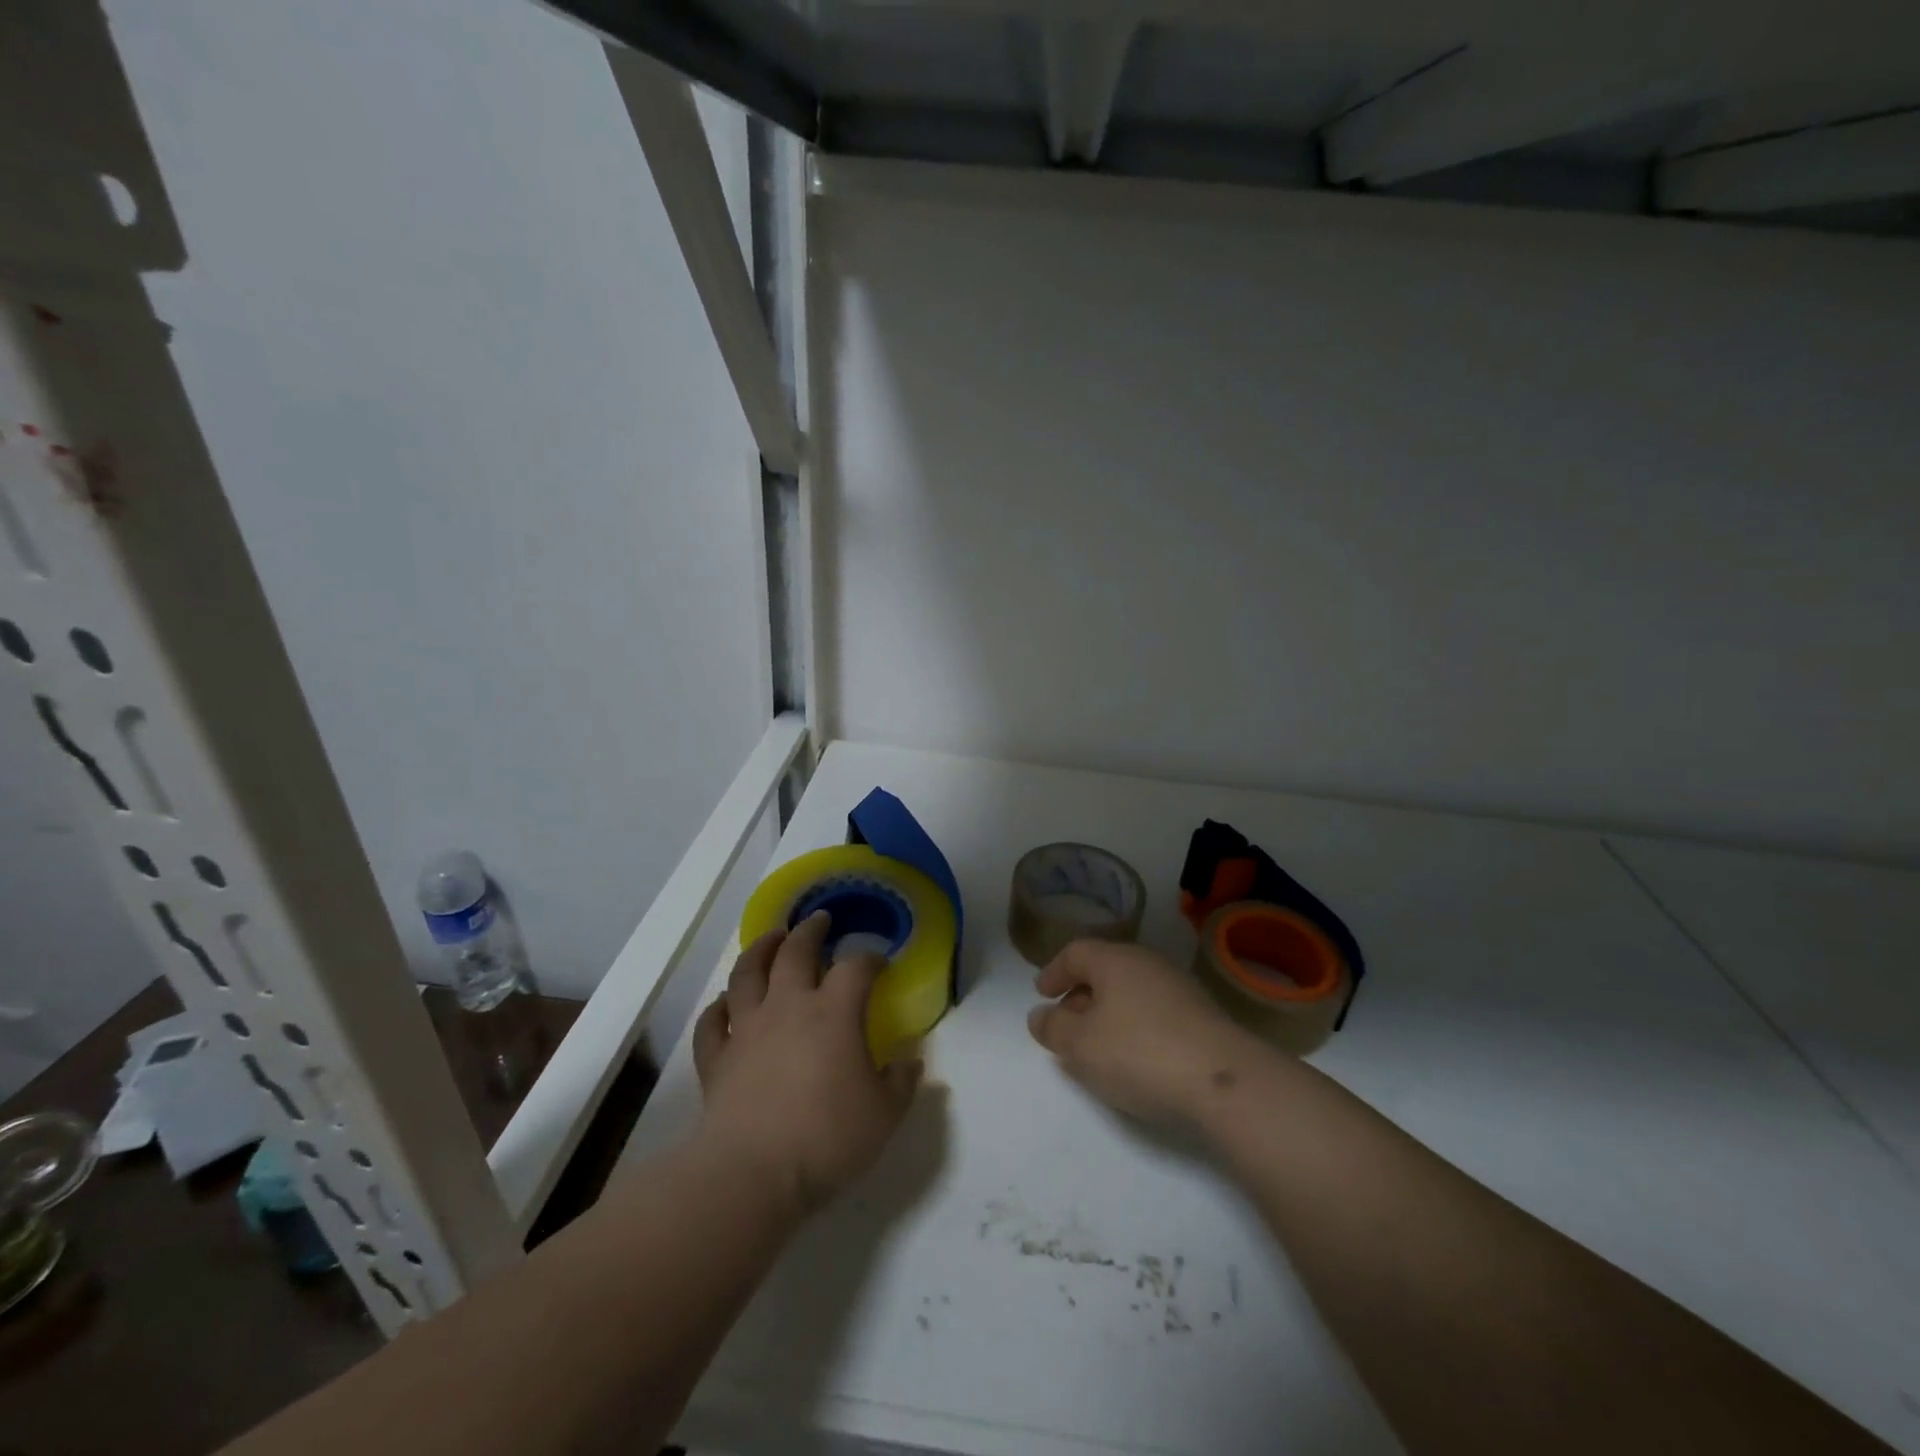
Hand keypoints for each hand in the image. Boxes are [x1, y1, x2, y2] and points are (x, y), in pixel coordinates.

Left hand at [693, 911, 921, 1216]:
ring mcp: (747, 1028)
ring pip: (747, 973)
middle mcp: (788, 1007)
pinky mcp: (717, 1057)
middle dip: (810, 931)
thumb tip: (910, 1062)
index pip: (856, 968)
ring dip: (759, 949)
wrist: (751, 1174)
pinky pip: (712, 1021)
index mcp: (834, 1013)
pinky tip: (725, 1002)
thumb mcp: (884, 1115)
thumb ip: (901, 1083)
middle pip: (796, 952)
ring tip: (771, 937)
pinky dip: (718, 1006)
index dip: (870, 959)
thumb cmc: (826, 1138)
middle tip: (819, 919)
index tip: (879, 963)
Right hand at [1028, 939, 1257, 1125]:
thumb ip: (1053, 1028)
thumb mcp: (1081, 1045)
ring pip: (1131, 992)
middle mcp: (1147, 963)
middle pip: (1105, 970)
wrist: (1224, 1080)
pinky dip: (1135, 1027)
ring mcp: (1179, 988)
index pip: (1076, 952)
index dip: (1054, 971)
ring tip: (1098, 1047)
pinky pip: (1155, 1012)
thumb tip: (1040, 1016)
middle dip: (1080, 995)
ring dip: (1108, 1013)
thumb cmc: (1139, 1053)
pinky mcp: (1202, 1016)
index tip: (1042, 994)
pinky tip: (1135, 1059)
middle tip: (1066, 1024)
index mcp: (1115, 960)